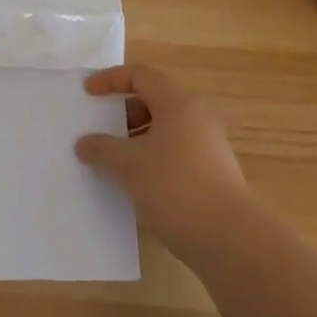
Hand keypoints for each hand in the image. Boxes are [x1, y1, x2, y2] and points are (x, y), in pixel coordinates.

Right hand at [75, 65, 249, 256]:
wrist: (231, 240)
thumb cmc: (176, 188)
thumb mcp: (129, 166)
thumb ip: (102, 149)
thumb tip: (84, 144)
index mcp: (178, 103)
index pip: (141, 75)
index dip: (111, 80)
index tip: (88, 93)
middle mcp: (197, 117)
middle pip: (155, 100)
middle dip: (124, 112)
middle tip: (101, 131)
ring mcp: (209, 146)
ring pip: (166, 129)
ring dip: (137, 139)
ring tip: (115, 162)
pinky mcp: (214, 173)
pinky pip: (176, 152)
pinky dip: (153, 158)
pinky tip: (139, 184)